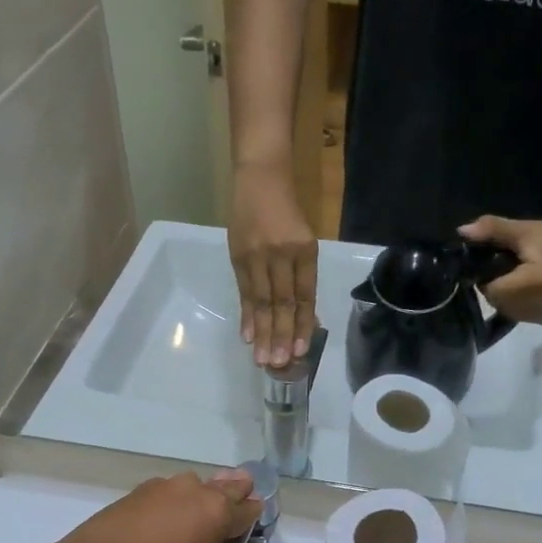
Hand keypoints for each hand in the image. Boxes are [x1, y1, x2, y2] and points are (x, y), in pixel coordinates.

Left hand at [45, 470, 262, 542]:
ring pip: (195, 486)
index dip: (254, 520)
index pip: (249, 509)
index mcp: (218, 511)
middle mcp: (195, 490)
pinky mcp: (137, 492)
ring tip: (193, 528)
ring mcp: (163, 487)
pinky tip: (163, 527)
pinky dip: (174, 505)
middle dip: (234, 499)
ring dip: (201, 500)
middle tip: (228, 522)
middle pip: (227, 487)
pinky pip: (168, 493)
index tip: (251, 531)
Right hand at [230, 169, 318, 367]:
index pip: (304, 295)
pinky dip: (246, 315)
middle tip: (279, 364)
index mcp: (304, 251)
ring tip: (262, 359)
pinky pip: (244, 292)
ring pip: (261, 301)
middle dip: (281, 336)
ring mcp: (257, 255)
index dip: (302, 324)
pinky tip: (247, 336)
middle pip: (281, 302)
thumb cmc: (288, 213)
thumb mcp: (304, 241)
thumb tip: (304, 317)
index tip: (300, 351)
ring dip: (262, 333)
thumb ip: (302, 276)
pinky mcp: (237, 256)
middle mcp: (281, 254)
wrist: (260, 179)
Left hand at [458, 215, 541, 324]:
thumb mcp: (518, 229)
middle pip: (498, 302)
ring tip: (512, 279)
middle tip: (503, 271)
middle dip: (493, 288)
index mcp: (539, 281)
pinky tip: (519, 289)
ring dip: (501, 296)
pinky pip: (514, 314)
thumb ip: (491, 229)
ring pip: (504, 310)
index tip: (494, 265)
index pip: (495, 290)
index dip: (487, 279)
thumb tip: (462, 231)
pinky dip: (510, 303)